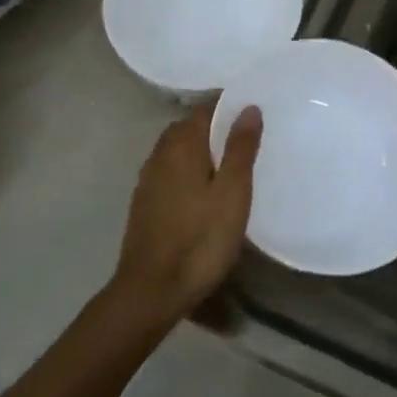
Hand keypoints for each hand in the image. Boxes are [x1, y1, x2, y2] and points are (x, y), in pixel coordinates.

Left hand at [111, 102, 261, 324]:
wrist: (152, 290)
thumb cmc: (200, 239)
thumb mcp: (232, 193)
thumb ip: (240, 148)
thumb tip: (248, 107)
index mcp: (181, 145)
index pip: (205, 109)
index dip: (228, 106)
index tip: (252, 111)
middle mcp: (159, 155)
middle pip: (188, 128)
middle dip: (213, 127)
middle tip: (244, 138)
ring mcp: (147, 180)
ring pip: (176, 151)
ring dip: (199, 150)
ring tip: (227, 164)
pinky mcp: (144, 203)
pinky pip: (169, 172)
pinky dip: (187, 170)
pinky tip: (203, 191)